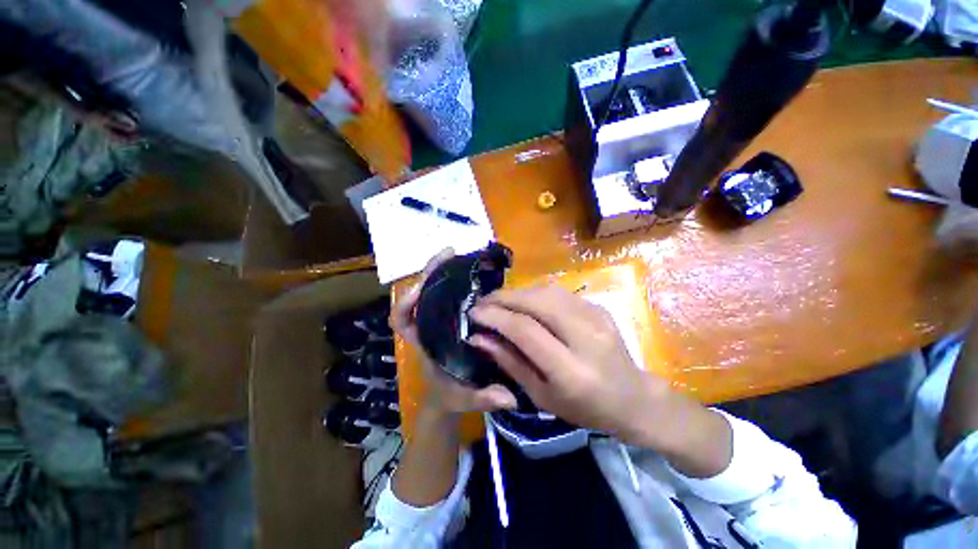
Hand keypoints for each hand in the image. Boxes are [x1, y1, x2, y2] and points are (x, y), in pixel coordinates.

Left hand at [392, 248, 517, 414]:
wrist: (448, 396)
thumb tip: (510, 398)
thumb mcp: (464, 398)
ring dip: (440, 272)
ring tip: (457, 255)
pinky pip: (447, 295)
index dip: (406, 303)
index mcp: (423, 343)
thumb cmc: (450, 396)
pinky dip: (454, 282)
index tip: (421, 287)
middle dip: (429, 273)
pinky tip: (470, 273)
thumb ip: (483, 397)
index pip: (401, 320)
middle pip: (419, 295)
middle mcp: (427, 327)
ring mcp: (438, 320)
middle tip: (448, 253)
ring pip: (433, 291)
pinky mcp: (451, 318)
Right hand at [468, 286, 732, 476]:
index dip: (495, 317)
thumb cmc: (584, 408)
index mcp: (571, 370)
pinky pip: (558, 293)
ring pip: (547, 291)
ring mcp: (595, 317)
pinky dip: (535, 293)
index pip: (525, 330)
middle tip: (482, 302)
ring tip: (499, 301)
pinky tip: (524, 302)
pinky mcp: (598, 307)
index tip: (473, 313)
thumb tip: (479, 337)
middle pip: (537, 302)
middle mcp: (585, 336)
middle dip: (503, 297)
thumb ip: (509, 362)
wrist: (633, 398)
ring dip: (517, 293)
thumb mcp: (541, 396)